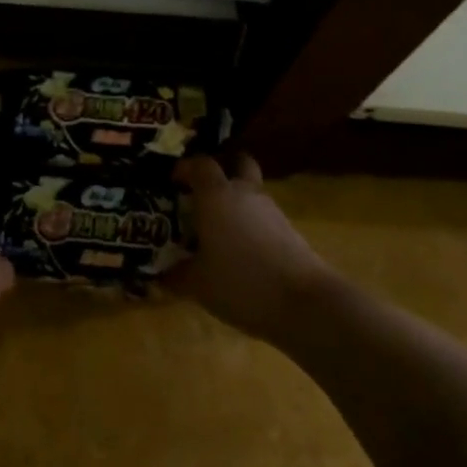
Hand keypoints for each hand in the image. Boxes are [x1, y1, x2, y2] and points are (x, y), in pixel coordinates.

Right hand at [166, 153, 333, 342]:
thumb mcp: (198, 284)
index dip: (186, 167)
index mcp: (216, 195)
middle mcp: (244, 193)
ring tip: (220, 230)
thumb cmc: (241, 283)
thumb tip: (161, 274)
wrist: (305, 303)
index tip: (173, 181)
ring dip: (237, 202)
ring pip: (252, 192)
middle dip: (223, 169)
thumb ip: (176, 275)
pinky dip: (252, 225)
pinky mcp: (290, 231)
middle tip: (204, 190)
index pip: (200, 163)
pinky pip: (264, 218)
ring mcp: (272, 210)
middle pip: (238, 162)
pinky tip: (243, 252)